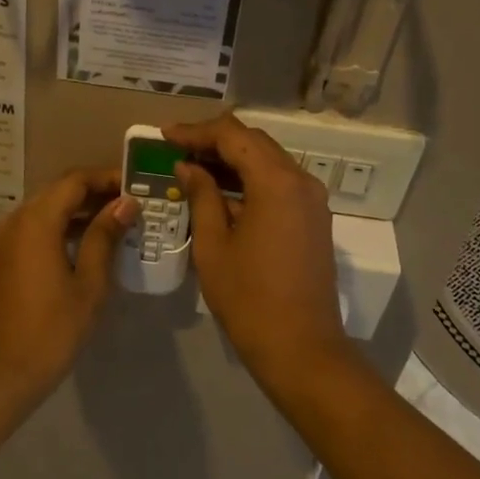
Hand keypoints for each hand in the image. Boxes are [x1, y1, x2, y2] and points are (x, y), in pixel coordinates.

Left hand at [0, 168, 136, 398]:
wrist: (2, 373)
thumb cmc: (53, 329)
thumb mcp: (89, 283)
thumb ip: (104, 236)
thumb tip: (125, 204)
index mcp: (35, 222)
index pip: (74, 181)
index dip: (106, 178)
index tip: (134, 187)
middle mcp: (12, 222)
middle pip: (56, 193)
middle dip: (92, 194)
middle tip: (127, 206)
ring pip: (41, 212)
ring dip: (74, 213)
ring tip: (110, 226)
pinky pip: (28, 232)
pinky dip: (54, 230)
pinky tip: (78, 248)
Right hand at [165, 115, 352, 389]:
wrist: (300, 347)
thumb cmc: (248, 298)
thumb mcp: (213, 245)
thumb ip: (201, 196)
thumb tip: (188, 167)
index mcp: (276, 182)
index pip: (233, 136)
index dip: (197, 131)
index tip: (165, 136)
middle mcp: (301, 181)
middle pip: (255, 142)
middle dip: (214, 141)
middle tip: (176, 148)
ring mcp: (312, 200)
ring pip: (269, 161)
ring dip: (233, 159)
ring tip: (193, 166)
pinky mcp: (314, 219)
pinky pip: (280, 184)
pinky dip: (250, 179)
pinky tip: (221, 191)